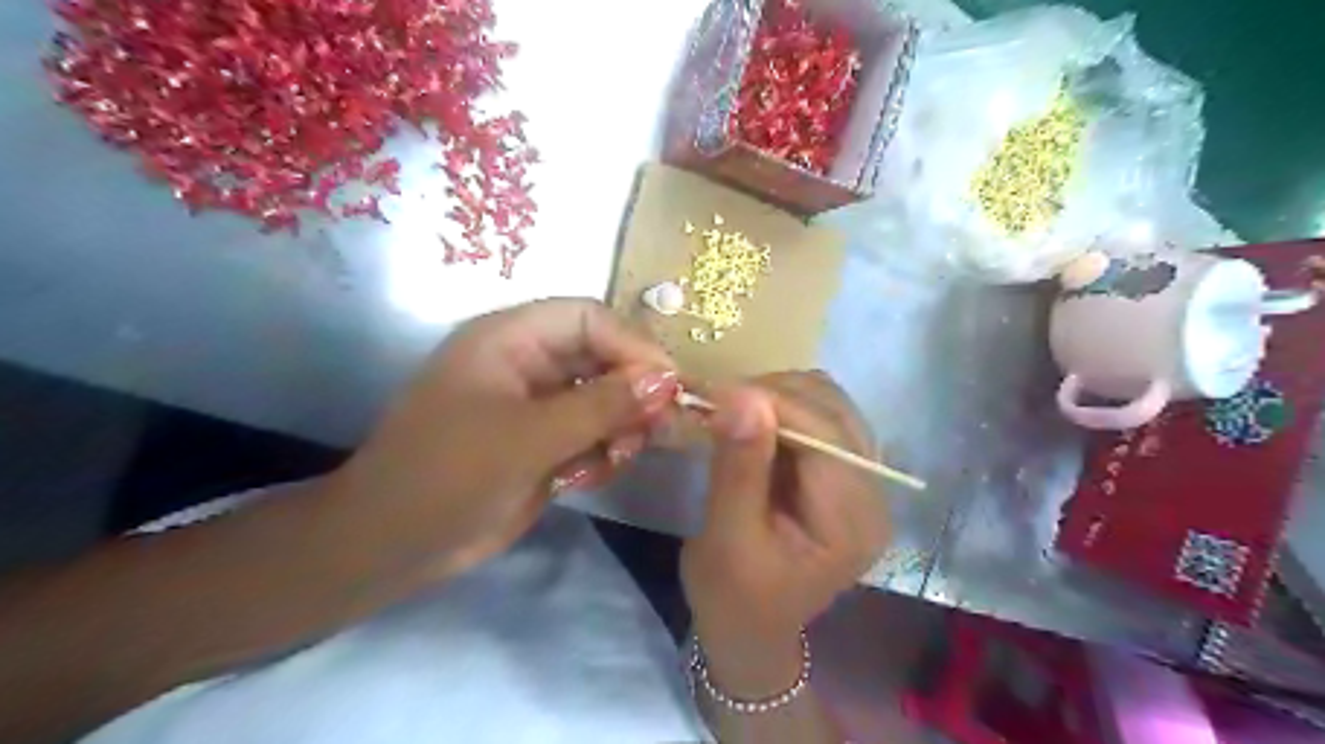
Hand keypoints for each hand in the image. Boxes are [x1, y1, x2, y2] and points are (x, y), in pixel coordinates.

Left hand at [325, 295, 676, 580]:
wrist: (393, 546)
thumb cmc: (449, 475)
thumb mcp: (529, 437)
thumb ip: (601, 405)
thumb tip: (667, 379)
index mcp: (510, 339)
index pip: (589, 318)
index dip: (632, 345)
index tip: (670, 384)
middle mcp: (527, 363)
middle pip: (602, 357)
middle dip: (631, 393)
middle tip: (655, 430)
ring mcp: (536, 405)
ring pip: (604, 399)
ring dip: (619, 428)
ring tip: (614, 460)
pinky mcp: (543, 442)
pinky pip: (592, 433)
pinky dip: (601, 454)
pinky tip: (585, 479)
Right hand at [683, 376, 889, 695]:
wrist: (749, 628)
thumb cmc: (733, 597)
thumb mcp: (727, 539)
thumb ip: (739, 467)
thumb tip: (741, 395)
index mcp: (853, 523)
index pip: (826, 437)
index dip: (775, 402)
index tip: (716, 390)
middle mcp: (873, 494)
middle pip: (835, 412)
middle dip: (774, 394)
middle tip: (717, 399)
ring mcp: (862, 480)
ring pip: (829, 404)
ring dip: (777, 395)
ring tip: (731, 407)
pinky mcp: (842, 472)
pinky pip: (819, 417)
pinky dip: (782, 406)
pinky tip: (750, 420)